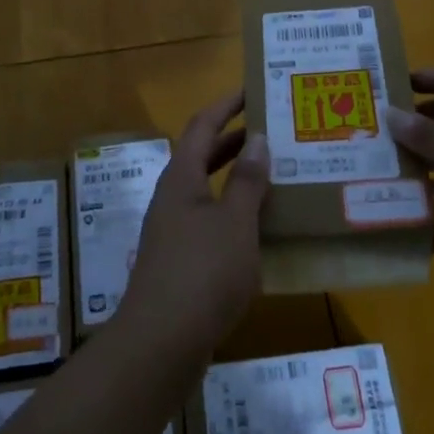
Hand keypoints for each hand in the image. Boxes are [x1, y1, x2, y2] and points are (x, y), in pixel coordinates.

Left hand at [119, 91, 268, 356]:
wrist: (161, 343)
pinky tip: (259, 228)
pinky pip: (209, 221)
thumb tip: (256, 138)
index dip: (225, 105)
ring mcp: (173, 231)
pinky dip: (233, 212)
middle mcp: (173, 198)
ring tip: (272, 174)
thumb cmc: (202, 273)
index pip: (202, 126)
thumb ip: (247, 181)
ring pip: (206, 190)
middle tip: (271, 130)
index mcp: (181, 179)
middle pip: (201, 156)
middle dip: (233, 140)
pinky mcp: (179, 261)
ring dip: (235, 178)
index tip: (251, 90)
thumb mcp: (235, 223)